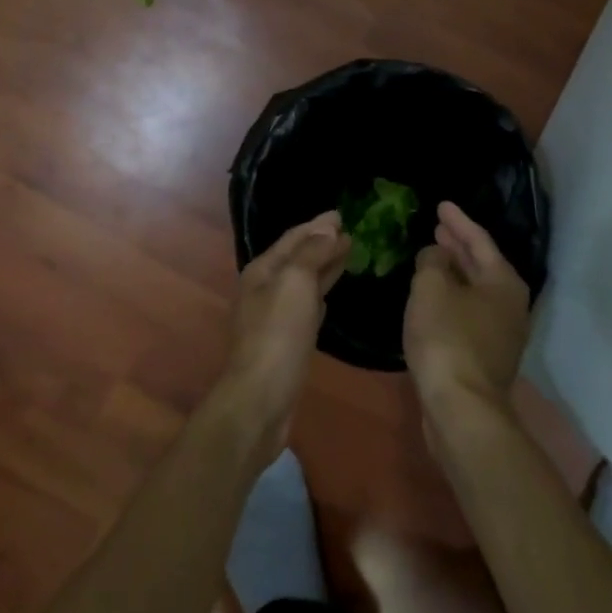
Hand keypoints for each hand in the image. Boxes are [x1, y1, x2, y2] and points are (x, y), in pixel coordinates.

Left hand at [219, 212, 348, 455]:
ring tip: (347, 255)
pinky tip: (329, 296)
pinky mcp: (285, 341)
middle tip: (350, 232)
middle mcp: (264, 289)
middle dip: (322, 243)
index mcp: (263, 270)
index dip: (318, 225)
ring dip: (323, 267)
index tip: (343, 214)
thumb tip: (328, 228)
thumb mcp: (296, 283)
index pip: (293, 238)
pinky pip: (305, 307)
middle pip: (297, 258)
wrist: (261, 398)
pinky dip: (319, 295)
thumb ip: (312, 253)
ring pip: (303, 282)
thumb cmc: (278, 334)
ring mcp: (273, 316)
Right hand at [405, 202, 529, 435]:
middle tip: (437, 228)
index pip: (480, 240)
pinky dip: (452, 298)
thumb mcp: (431, 287)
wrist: (461, 408)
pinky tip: (433, 299)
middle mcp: (511, 305)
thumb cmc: (447, 338)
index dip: (458, 221)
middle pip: (482, 265)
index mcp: (504, 282)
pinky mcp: (487, 358)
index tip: (441, 205)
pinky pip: (468, 314)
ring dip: (454, 273)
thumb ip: (432, 262)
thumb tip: (436, 255)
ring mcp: (502, 335)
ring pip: (475, 291)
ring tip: (432, 258)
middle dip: (458, 246)